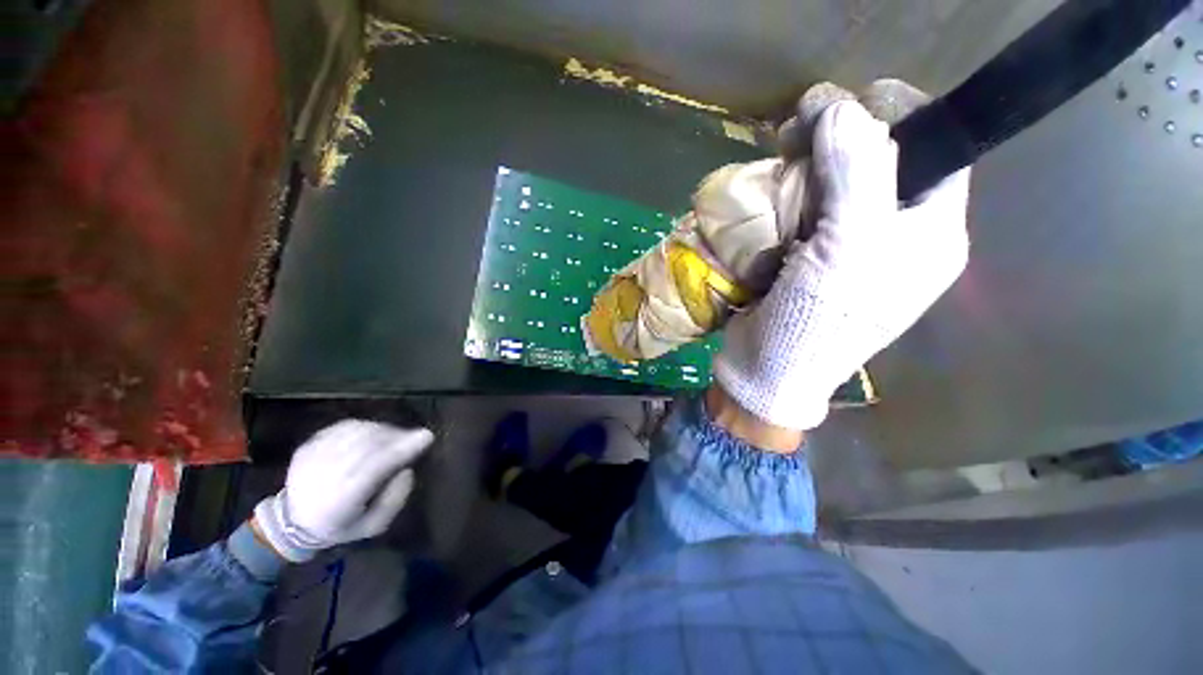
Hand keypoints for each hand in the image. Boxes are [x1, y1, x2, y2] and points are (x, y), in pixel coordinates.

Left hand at [252, 420, 433, 561]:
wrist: (294, 521)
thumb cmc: (342, 525)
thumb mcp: (373, 526)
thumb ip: (394, 500)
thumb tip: (407, 470)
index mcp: (339, 502)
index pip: (374, 467)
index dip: (402, 449)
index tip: (427, 436)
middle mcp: (323, 476)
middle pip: (367, 445)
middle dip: (398, 436)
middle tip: (415, 437)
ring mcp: (312, 458)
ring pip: (357, 432)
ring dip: (384, 430)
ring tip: (397, 436)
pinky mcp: (308, 445)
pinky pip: (344, 427)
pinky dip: (367, 426)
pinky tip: (376, 433)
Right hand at [713, 100, 970, 431]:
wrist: (768, 370)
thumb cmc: (818, 322)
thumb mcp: (849, 250)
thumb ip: (858, 175)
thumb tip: (845, 109)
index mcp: (929, 235)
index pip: (937, 152)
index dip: (902, 115)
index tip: (857, 97)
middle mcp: (895, 237)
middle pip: (880, 164)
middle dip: (843, 138)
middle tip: (802, 124)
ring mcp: (849, 249)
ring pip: (838, 185)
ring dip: (810, 163)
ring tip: (782, 150)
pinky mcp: (809, 259)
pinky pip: (807, 211)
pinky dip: (790, 194)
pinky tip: (773, 190)